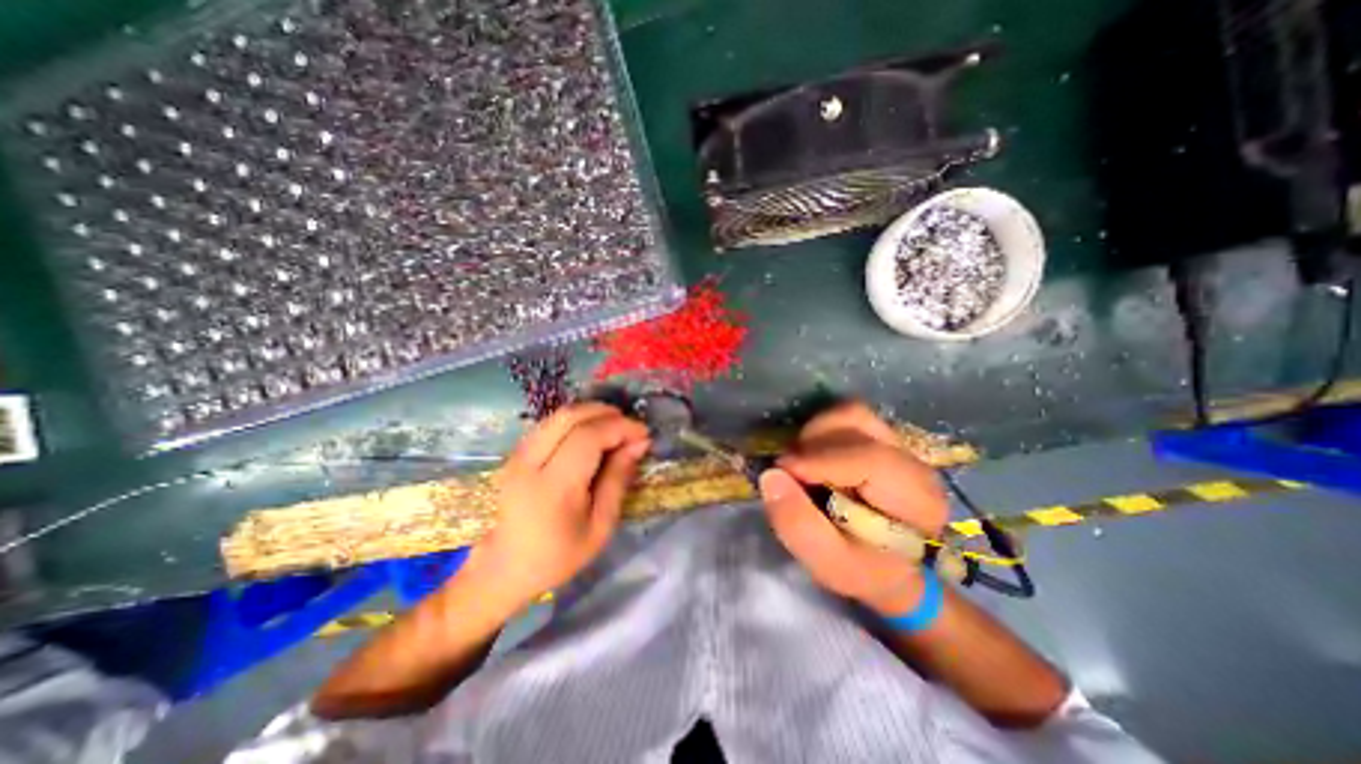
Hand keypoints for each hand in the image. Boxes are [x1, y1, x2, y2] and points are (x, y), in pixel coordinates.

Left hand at [475, 399, 651, 607]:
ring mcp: (517, 454)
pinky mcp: (515, 452)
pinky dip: (577, 421)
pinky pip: (550, 424)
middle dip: (607, 413)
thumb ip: (618, 479)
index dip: (620, 428)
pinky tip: (592, 434)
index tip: (643, 434)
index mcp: (552, 487)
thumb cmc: (558, 555)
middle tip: (630, 427)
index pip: (588, 437)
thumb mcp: (600, 526)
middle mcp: (529, 462)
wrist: (503, 568)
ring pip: (559, 415)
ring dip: (592, 413)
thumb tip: (638, 443)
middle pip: (570, 416)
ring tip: (615, 428)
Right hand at [761, 402, 949, 615]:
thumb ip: (798, 525)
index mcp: (916, 499)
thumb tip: (770, 476)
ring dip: (815, 431)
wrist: (891, 566)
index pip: (869, 459)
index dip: (819, 460)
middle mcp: (912, 460)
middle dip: (812, 444)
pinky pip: (847, 417)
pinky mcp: (882, 437)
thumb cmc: (864, 569)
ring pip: (851, 413)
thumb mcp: (829, 563)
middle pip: (857, 425)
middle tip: (788, 471)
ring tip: (800, 462)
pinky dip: (821, 429)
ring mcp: (899, 443)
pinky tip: (813, 455)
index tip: (782, 470)